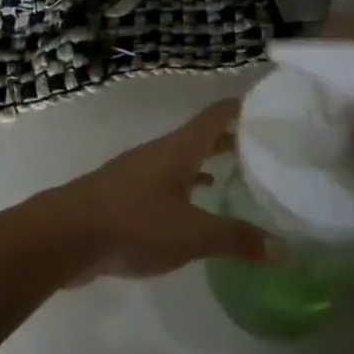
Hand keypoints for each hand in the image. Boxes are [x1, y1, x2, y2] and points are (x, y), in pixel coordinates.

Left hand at [39, 101, 281, 280]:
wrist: (67, 234)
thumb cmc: (133, 223)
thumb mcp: (191, 234)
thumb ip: (236, 239)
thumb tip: (286, 249)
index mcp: (179, 149)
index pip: (216, 115)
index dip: (241, 106)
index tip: (270, 104)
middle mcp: (162, 152)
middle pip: (201, 136)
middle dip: (232, 137)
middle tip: (266, 144)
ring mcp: (142, 171)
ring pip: (185, 158)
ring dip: (211, 161)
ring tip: (241, 172)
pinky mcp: (129, 194)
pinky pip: (170, 181)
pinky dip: (191, 186)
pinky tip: (200, 204)